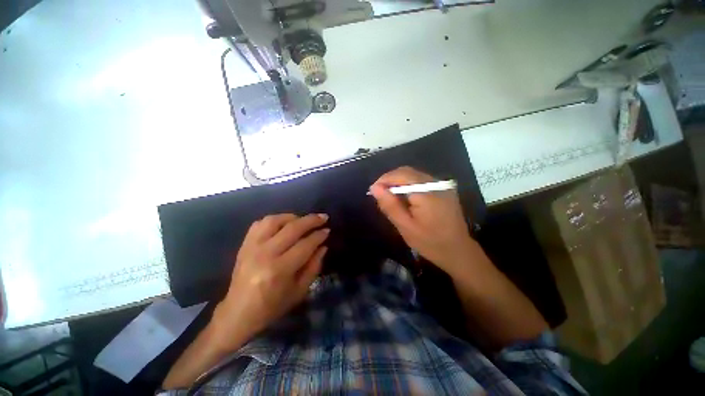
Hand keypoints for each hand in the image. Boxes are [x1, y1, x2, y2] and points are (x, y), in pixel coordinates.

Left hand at [212, 213, 328, 350]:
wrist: (239, 313)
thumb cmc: (273, 306)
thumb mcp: (300, 291)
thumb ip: (314, 266)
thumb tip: (323, 246)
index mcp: (280, 270)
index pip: (305, 244)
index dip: (319, 236)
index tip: (327, 230)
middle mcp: (265, 254)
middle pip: (292, 228)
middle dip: (311, 220)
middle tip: (323, 217)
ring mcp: (252, 247)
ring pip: (275, 220)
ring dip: (293, 217)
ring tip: (303, 220)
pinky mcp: (244, 245)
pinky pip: (260, 223)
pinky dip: (275, 220)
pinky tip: (283, 224)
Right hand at [370, 167, 473, 273]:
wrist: (458, 251)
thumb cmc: (430, 243)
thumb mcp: (405, 227)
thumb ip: (390, 205)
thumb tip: (375, 188)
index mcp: (427, 192)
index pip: (400, 175)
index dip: (383, 180)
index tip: (372, 190)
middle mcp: (436, 183)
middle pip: (407, 172)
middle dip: (390, 180)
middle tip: (379, 194)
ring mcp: (442, 185)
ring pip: (414, 175)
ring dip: (398, 182)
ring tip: (389, 196)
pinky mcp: (444, 189)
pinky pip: (421, 180)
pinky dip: (409, 185)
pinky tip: (404, 197)